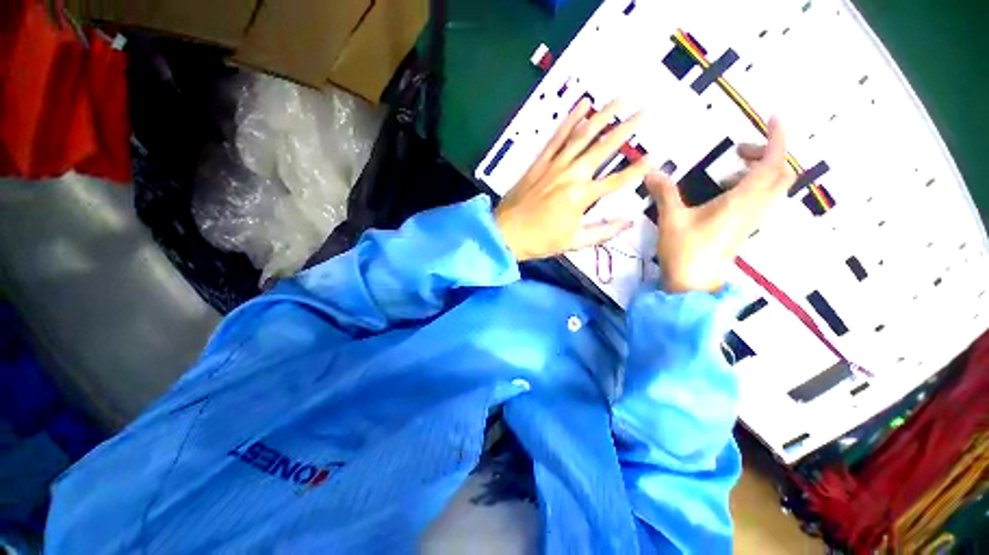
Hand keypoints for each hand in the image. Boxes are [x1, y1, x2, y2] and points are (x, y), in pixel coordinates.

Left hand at [495, 99, 651, 261]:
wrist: (505, 233)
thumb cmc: (540, 240)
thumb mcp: (574, 242)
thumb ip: (603, 232)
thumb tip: (628, 222)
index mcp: (581, 197)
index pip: (617, 181)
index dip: (638, 170)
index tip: (655, 157)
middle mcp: (571, 175)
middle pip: (603, 148)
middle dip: (626, 128)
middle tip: (644, 110)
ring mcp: (554, 165)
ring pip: (582, 135)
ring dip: (603, 115)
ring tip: (620, 98)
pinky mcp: (539, 162)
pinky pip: (556, 137)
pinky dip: (569, 120)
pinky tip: (582, 105)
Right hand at [646, 117, 795, 292]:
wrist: (693, 284)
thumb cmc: (685, 251)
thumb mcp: (671, 219)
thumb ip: (664, 192)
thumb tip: (651, 172)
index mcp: (742, 201)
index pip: (773, 163)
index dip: (777, 138)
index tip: (773, 117)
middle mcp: (755, 208)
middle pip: (781, 173)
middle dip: (768, 153)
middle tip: (739, 150)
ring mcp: (752, 220)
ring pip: (774, 187)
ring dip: (761, 170)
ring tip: (730, 169)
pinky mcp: (745, 229)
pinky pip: (762, 199)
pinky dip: (753, 185)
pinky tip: (725, 191)